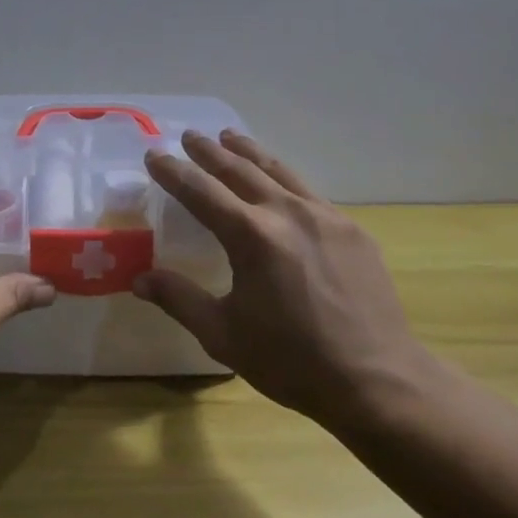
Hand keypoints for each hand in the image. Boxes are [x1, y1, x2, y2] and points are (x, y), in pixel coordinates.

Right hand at [135, 130, 429, 427]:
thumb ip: (180, 299)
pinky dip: (283, 178)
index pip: (201, 190)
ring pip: (278, 170)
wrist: (378, 380)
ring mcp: (325, 216)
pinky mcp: (352, 230)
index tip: (154, 155)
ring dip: (249, 152)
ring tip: (230, 138)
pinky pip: (308, 192)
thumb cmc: (292, 361)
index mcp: (251, 235)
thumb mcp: (223, 334)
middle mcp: (287, 212)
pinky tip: (280, 185)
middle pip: (240, 168)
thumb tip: (139, 279)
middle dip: (210, 151)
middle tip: (190, 136)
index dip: (173, 171)